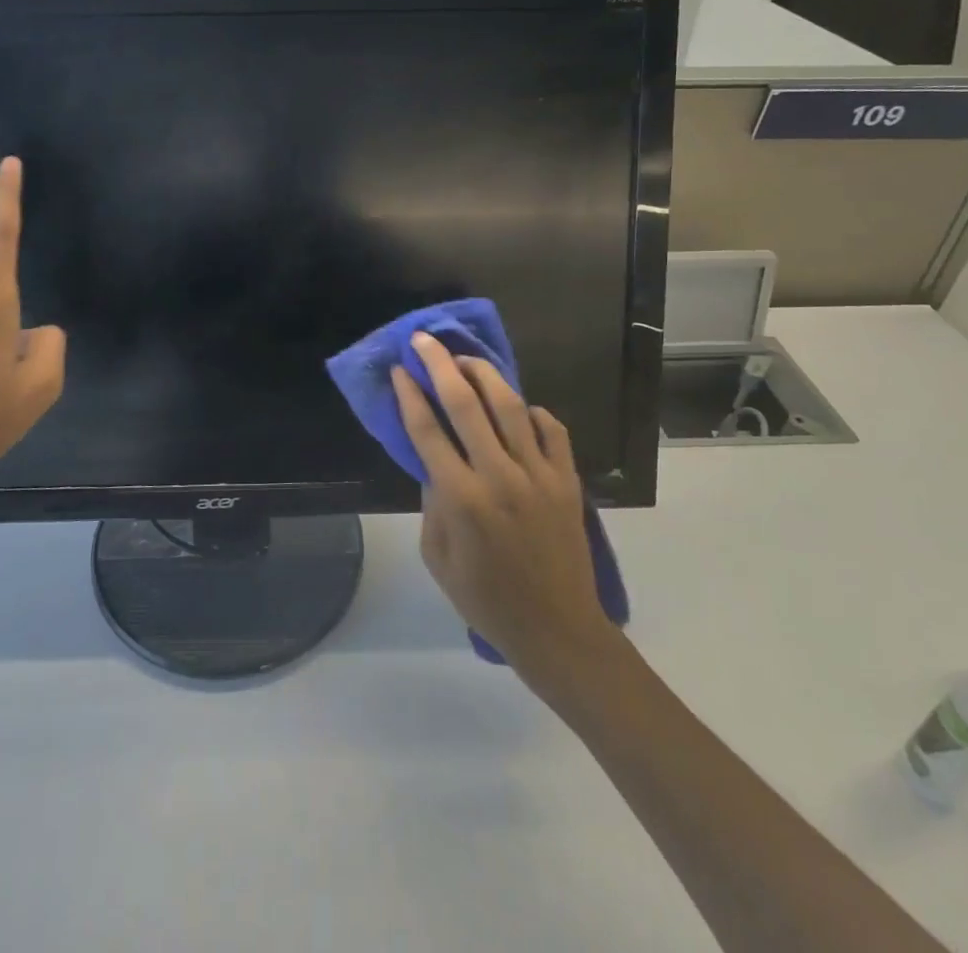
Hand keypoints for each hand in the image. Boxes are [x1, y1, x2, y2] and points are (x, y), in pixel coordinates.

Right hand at [393, 333, 616, 677]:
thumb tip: (434, 461)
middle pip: (466, 404)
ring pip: (510, 406)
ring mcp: (539, 475)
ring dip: (484, 374)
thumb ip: (431, 503)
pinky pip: (552, 430)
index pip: (428, 431)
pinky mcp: (568, 480)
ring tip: (466, 358)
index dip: (409, 395)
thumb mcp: (438, 558)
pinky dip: (533, 412)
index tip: (399, 369)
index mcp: (462, 499)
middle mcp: (500, 476)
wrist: (557, 629)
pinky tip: (519, 407)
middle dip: (440, 365)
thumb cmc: (487, 599)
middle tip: (425, 340)